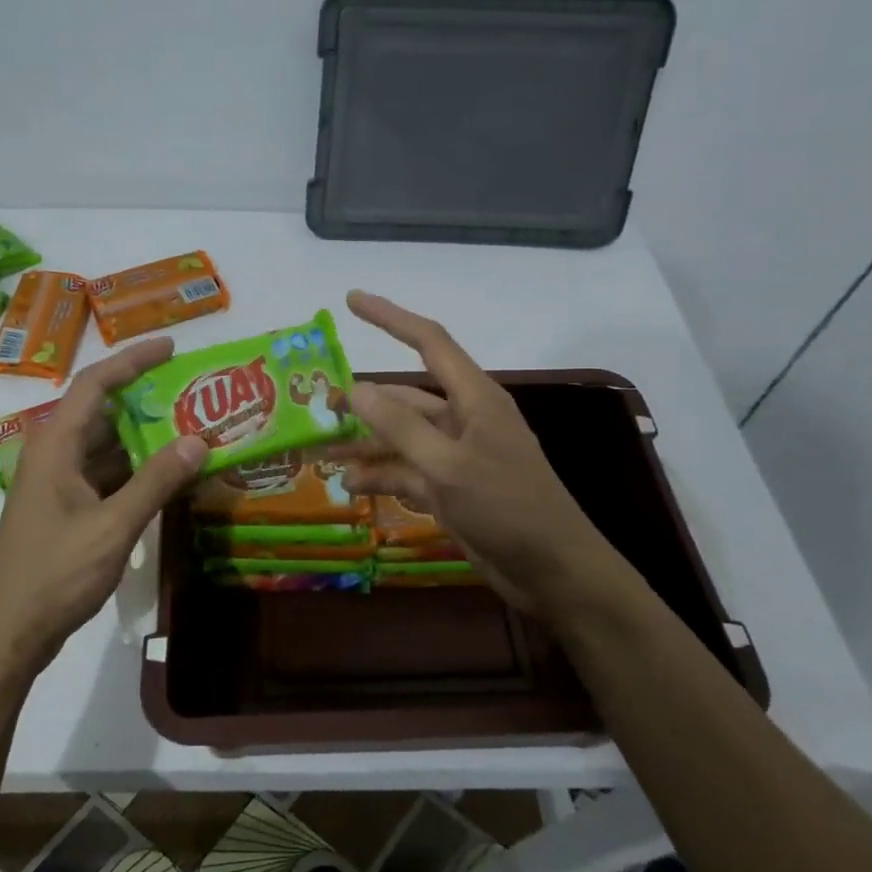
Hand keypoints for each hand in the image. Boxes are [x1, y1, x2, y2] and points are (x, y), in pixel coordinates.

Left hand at [0, 338, 205, 678]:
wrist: (6, 634)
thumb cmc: (54, 574)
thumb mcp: (113, 526)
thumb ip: (157, 481)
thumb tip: (199, 440)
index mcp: (56, 446)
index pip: (95, 384)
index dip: (132, 360)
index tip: (171, 347)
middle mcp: (54, 455)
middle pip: (103, 413)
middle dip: (147, 401)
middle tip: (194, 395)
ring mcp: (57, 485)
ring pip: (106, 448)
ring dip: (145, 440)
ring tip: (192, 431)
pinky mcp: (65, 512)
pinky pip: (105, 476)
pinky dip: (136, 472)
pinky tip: (169, 477)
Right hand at [330, 291, 646, 623]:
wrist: (552, 571)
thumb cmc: (507, 507)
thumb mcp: (448, 465)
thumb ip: (400, 426)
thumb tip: (355, 388)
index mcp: (474, 398)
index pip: (428, 342)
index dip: (390, 318)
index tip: (352, 300)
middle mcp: (464, 420)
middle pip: (405, 397)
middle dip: (364, 401)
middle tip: (318, 405)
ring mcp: (456, 456)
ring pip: (401, 438)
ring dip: (365, 444)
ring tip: (320, 451)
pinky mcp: (451, 489)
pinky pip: (407, 472)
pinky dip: (380, 476)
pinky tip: (349, 485)